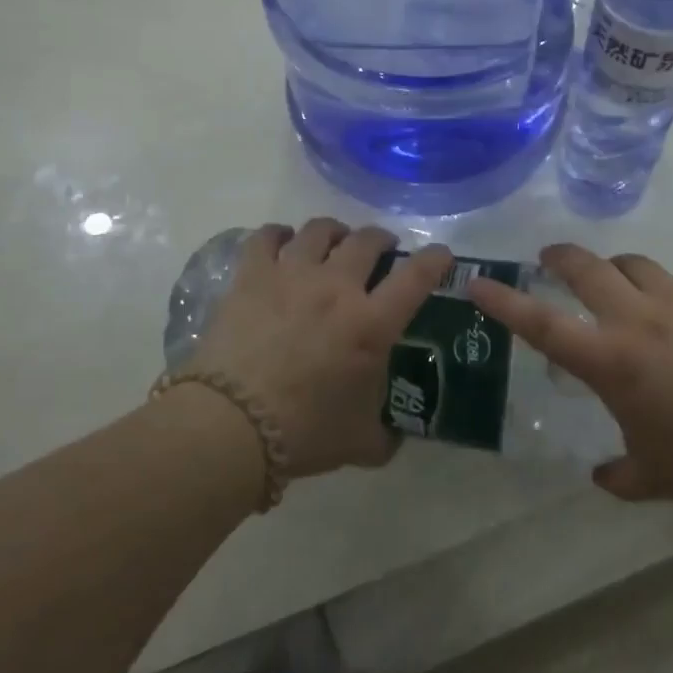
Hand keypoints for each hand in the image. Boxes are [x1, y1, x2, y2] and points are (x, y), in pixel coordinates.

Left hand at [187, 219, 452, 478]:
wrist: (231, 425)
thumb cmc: (304, 432)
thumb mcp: (360, 442)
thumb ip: (384, 434)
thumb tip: (393, 437)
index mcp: (372, 323)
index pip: (416, 277)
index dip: (435, 260)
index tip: (442, 255)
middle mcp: (337, 287)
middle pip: (367, 240)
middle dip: (381, 239)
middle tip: (381, 249)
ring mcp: (292, 275)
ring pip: (320, 230)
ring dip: (334, 231)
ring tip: (334, 239)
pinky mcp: (252, 276)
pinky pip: (267, 236)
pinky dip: (279, 233)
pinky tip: (282, 241)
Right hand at [469, 244, 672, 511]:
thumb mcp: (654, 476)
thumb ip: (620, 476)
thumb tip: (602, 477)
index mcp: (610, 361)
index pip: (542, 323)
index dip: (504, 301)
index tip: (478, 281)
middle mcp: (637, 320)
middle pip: (587, 268)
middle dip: (560, 257)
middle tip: (550, 259)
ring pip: (633, 264)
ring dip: (614, 269)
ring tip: (615, 284)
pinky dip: (663, 289)